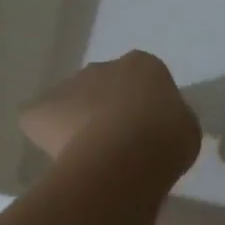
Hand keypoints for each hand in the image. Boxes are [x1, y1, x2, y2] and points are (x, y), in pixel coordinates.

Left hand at [21, 51, 200, 181]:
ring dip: (77, 123)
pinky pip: (39, 121)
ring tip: (90, 158)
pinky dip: (46, 136)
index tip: (147, 132)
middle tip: (118, 145)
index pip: (141, 79)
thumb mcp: (185, 128)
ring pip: (71, 104)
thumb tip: (158, 128)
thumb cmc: (167, 139)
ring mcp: (68, 86)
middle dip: (106, 110)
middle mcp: (102, 67)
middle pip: (101, 87)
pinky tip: (63, 158)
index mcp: (143, 66)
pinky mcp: (39, 109)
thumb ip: (170, 120)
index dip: (142, 107)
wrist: (128, 155)